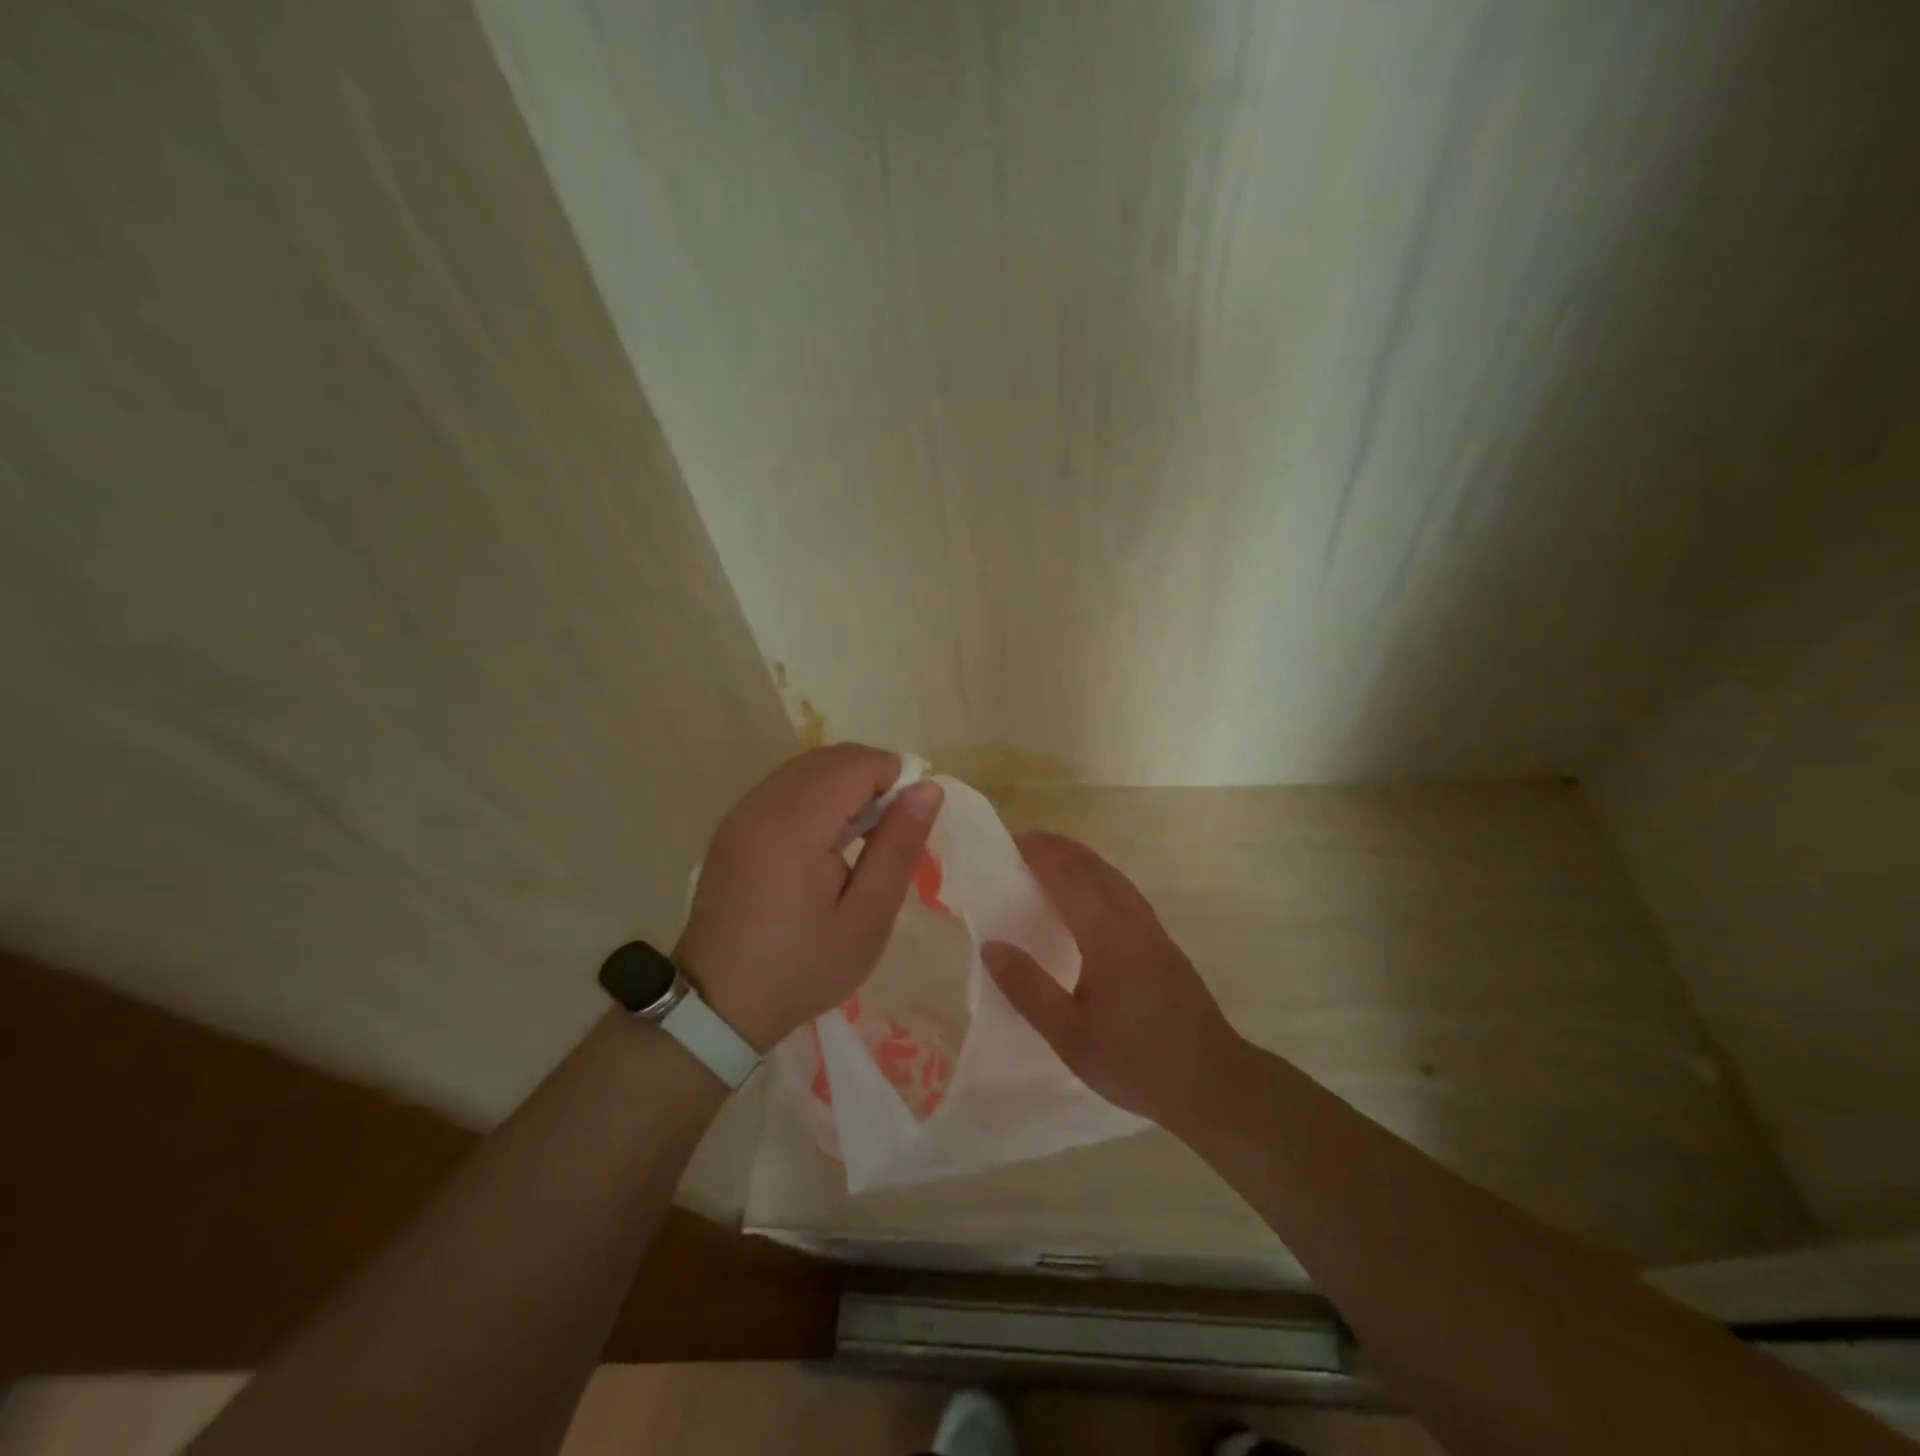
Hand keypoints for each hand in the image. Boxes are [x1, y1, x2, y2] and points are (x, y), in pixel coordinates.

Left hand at [673, 743, 942, 1050]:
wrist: (718, 1004)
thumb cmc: (803, 967)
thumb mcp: (867, 918)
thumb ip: (898, 847)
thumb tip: (928, 789)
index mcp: (796, 824)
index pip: (857, 763)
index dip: (896, 777)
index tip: (911, 820)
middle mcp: (763, 803)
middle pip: (831, 758)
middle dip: (872, 776)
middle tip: (892, 831)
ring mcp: (742, 812)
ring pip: (807, 768)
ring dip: (845, 784)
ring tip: (864, 837)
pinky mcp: (732, 826)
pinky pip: (784, 787)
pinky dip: (817, 795)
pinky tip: (826, 841)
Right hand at [982, 831, 1239, 1131]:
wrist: (1213, 1081)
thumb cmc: (1137, 1061)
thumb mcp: (1070, 1036)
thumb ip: (1028, 989)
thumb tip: (991, 945)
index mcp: (1107, 936)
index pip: (1069, 878)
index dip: (1040, 854)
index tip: (1011, 841)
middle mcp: (1131, 921)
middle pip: (1093, 868)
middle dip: (1059, 849)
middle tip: (1024, 843)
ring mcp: (1152, 930)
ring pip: (1113, 877)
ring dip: (1081, 859)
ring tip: (1052, 858)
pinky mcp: (1163, 944)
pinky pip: (1125, 893)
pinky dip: (1099, 877)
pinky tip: (1092, 895)